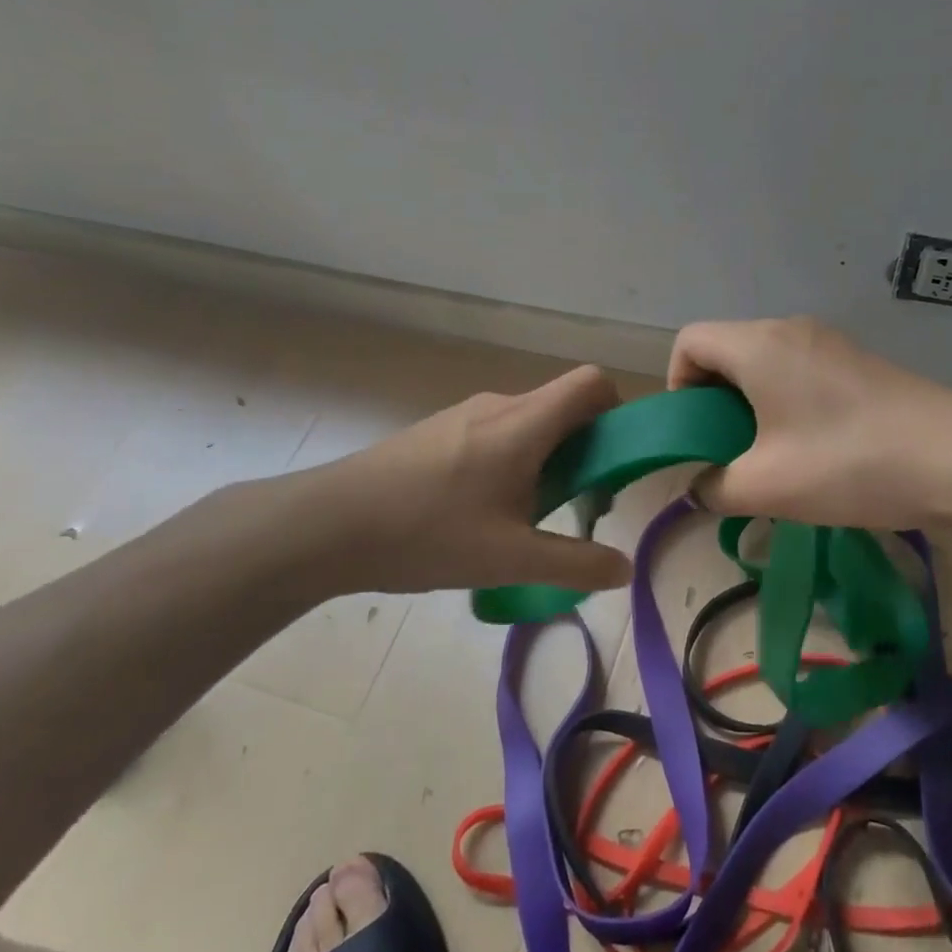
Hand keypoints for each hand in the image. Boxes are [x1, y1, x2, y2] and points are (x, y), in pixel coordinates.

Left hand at [211, 365, 634, 603]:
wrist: (327, 524)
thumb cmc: (426, 533)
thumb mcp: (510, 559)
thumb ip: (575, 564)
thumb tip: (624, 568)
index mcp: (525, 423)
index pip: (592, 383)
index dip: (616, 411)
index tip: (613, 462)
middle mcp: (500, 405)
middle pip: (564, 406)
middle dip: (584, 450)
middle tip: (574, 505)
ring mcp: (465, 415)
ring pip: (530, 423)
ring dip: (546, 460)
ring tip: (525, 518)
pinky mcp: (439, 431)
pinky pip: (498, 433)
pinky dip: (513, 462)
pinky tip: (482, 513)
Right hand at [668, 317, 951, 529]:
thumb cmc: (847, 463)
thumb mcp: (766, 487)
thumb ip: (715, 488)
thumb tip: (701, 489)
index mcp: (758, 345)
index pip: (690, 341)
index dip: (678, 385)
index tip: (698, 433)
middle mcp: (790, 330)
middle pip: (727, 350)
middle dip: (715, 401)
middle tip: (730, 453)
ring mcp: (831, 343)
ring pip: (766, 364)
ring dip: (753, 406)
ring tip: (771, 458)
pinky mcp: (859, 364)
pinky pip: (801, 373)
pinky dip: (787, 404)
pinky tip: (813, 451)